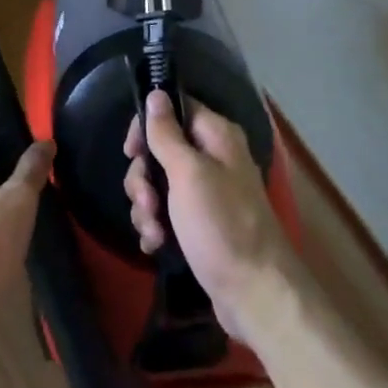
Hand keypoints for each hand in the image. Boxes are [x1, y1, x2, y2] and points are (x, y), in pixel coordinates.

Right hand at [124, 90, 300, 344]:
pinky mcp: (200, 224)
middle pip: (160, 150)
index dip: (147, 126)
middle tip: (148, 203)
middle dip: (144, 179)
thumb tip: (156, 93)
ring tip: (154, 233)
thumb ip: (167, 133)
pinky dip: (157, 226)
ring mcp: (207, 193)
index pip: (174, 109)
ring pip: (159, 184)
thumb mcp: (188, 174)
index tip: (131, 152)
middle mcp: (213, 158)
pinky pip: (167, 213)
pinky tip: (156, 246)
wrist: (255, 294)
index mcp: (216, 136)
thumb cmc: (221, 225)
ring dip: (147, 208)